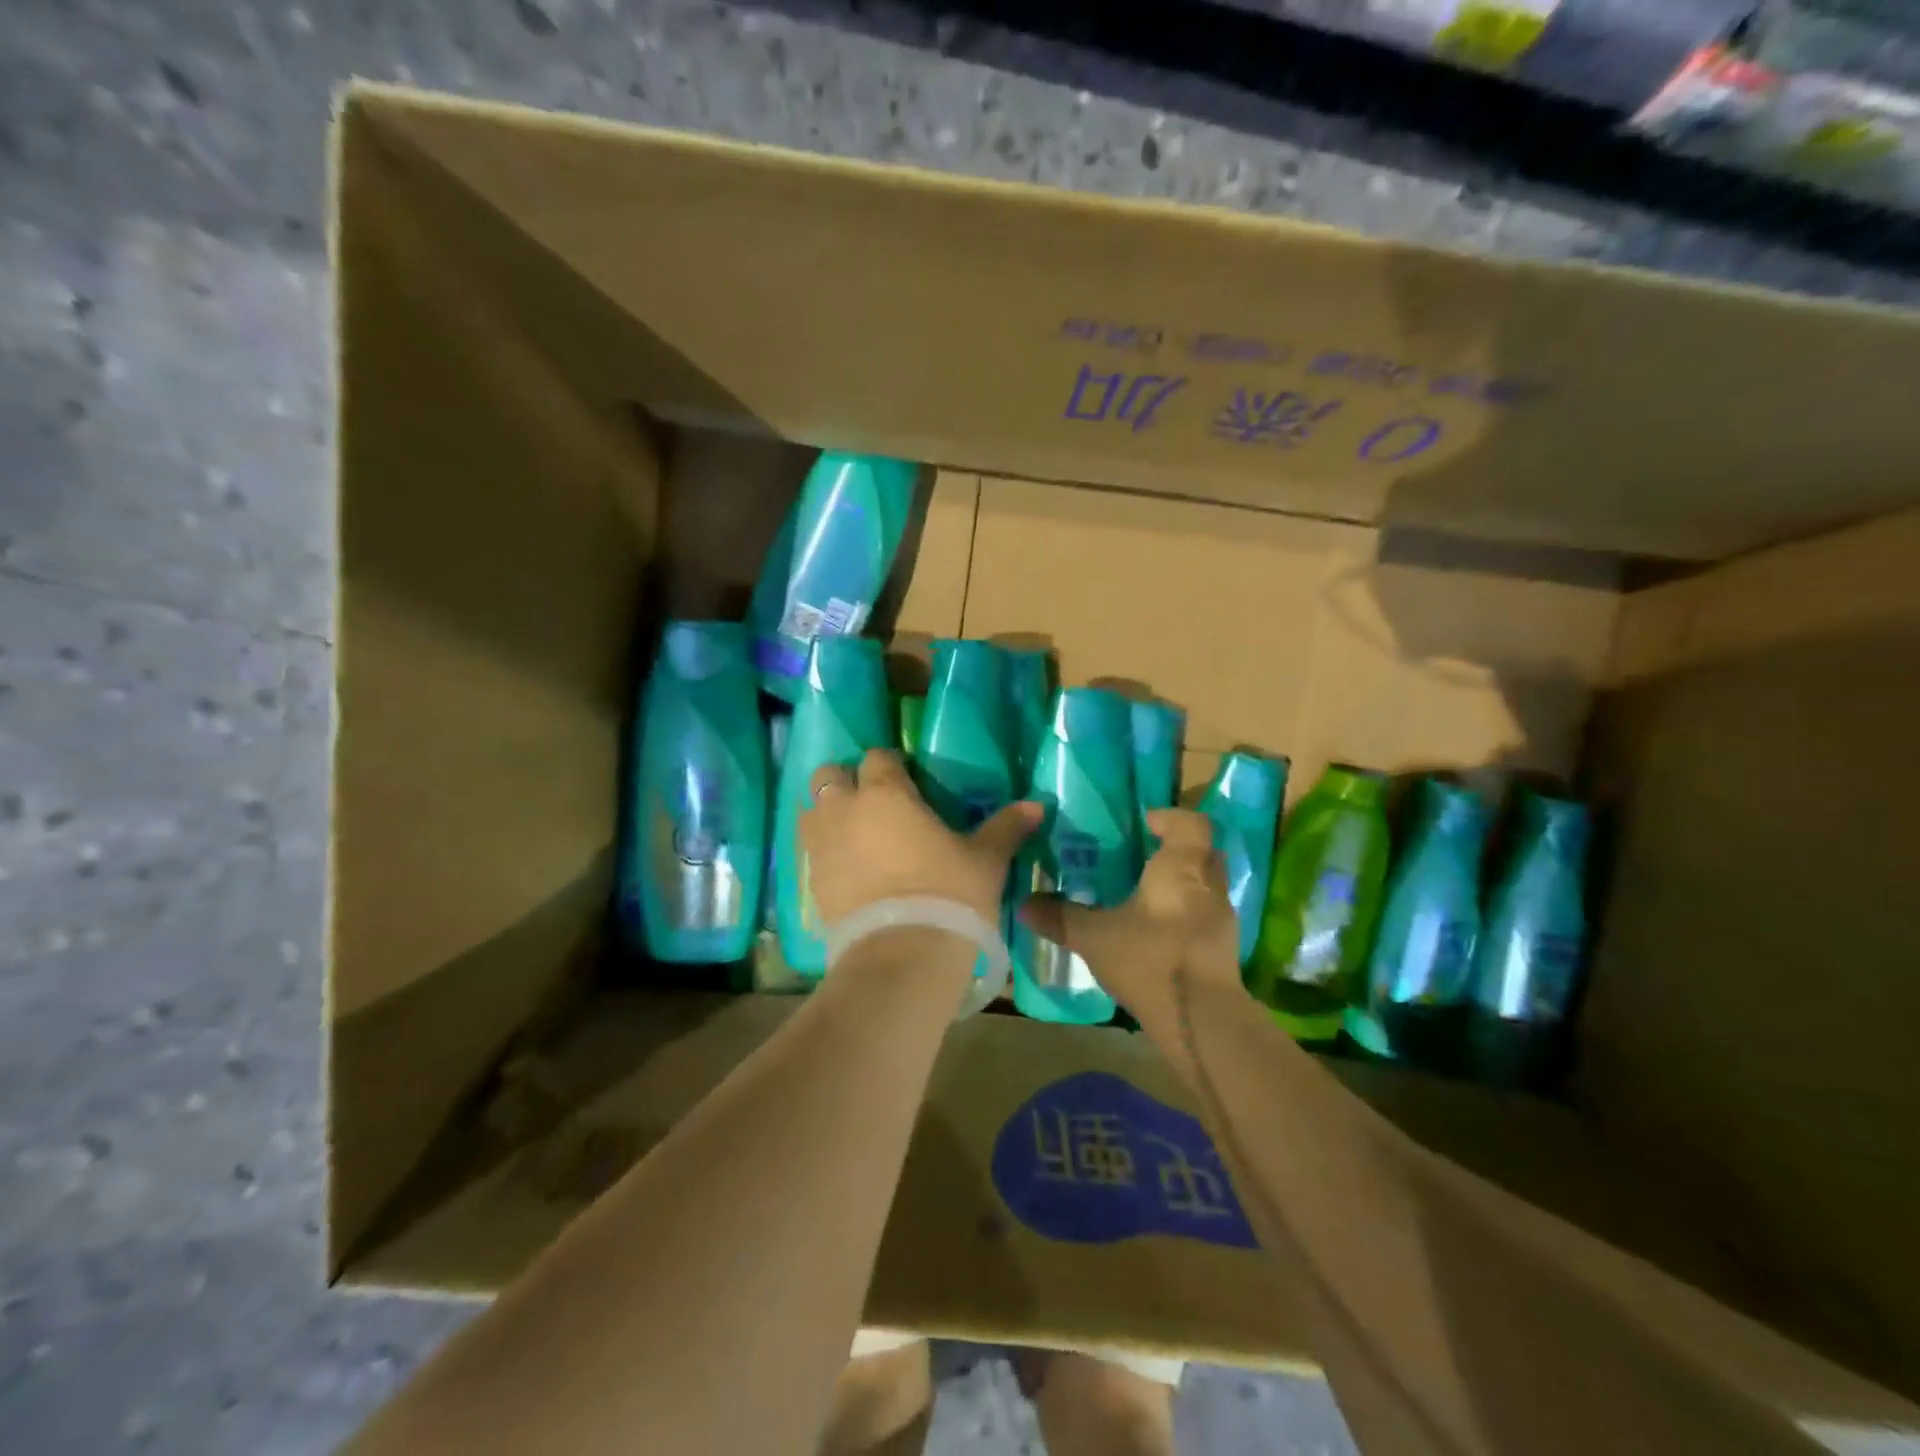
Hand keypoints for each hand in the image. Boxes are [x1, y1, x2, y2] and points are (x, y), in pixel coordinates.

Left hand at [803, 750, 1041, 926]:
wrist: (901, 958)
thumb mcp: (985, 861)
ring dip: (828, 811)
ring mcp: (821, 845)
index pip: (878, 757)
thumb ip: (1006, 828)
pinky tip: (847, 865)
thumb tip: (1037, 805)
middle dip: (847, 780)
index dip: (892, 765)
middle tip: (875, 802)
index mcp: (885, 794)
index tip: (909, 780)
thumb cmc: (948, 896)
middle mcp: (844, 810)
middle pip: (830, 774)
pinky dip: (823, 847)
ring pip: (811, 809)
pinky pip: (809, 848)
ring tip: (855, 831)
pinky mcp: (810, 880)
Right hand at [1018, 809, 1240, 1021]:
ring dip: (1184, 883)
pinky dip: (1187, 913)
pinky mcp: (1225, 948)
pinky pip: (1206, 915)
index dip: (1169, 818)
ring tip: (1147, 893)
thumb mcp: (1094, 936)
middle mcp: (1209, 883)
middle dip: (1177, 849)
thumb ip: (1060, 917)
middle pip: (1203, 851)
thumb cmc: (1149, 958)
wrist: (1200, 1020)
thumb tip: (1023, 905)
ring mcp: (1222, 917)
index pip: (1190, 823)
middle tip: (1143, 856)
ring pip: (1206, 885)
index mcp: (1182, 865)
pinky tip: (1159, 930)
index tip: (1144, 824)